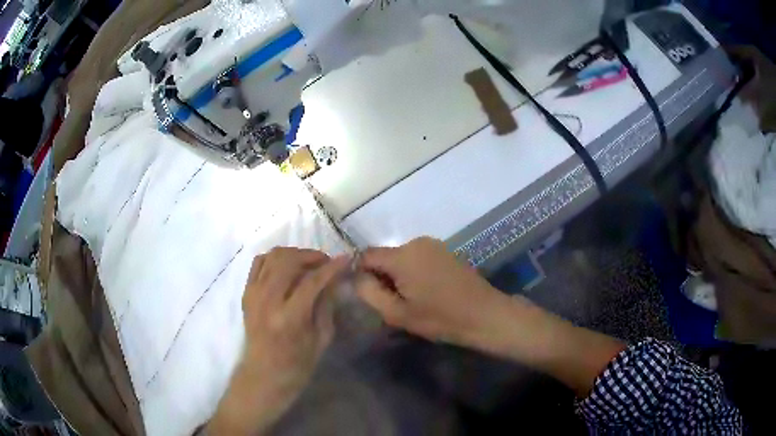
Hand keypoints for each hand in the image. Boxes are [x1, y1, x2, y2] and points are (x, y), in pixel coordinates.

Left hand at [209, 248, 349, 434]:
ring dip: (294, 254)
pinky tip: (287, 266)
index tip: (346, 259)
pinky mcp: (246, 293)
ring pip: (273, 256)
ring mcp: (253, 294)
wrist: (263, 375)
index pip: (312, 281)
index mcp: (289, 318)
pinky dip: (275, 258)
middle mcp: (267, 301)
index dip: (331, 267)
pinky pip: (259, 263)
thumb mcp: (321, 339)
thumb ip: (326, 305)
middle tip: (327, 262)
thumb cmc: (297, 365)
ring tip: (309, 262)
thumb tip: (333, 280)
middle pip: (289, 261)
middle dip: (312, 256)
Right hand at [355, 237, 506, 346]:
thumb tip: (356, 276)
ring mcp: (434, 245)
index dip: (361, 274)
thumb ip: (369, 292)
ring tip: (413, 300)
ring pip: (402, 258)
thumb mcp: (397, 313)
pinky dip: (414, 273)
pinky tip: (428, 292)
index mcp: (402, 255)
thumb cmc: (440, 318)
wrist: (485, 314)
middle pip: (385, 257)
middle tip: (395, 304)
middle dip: (383, 277)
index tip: (371, 295)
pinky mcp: (445, 251)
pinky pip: (418, 258)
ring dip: (399, 276)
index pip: (366, 255)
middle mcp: (417, 242)